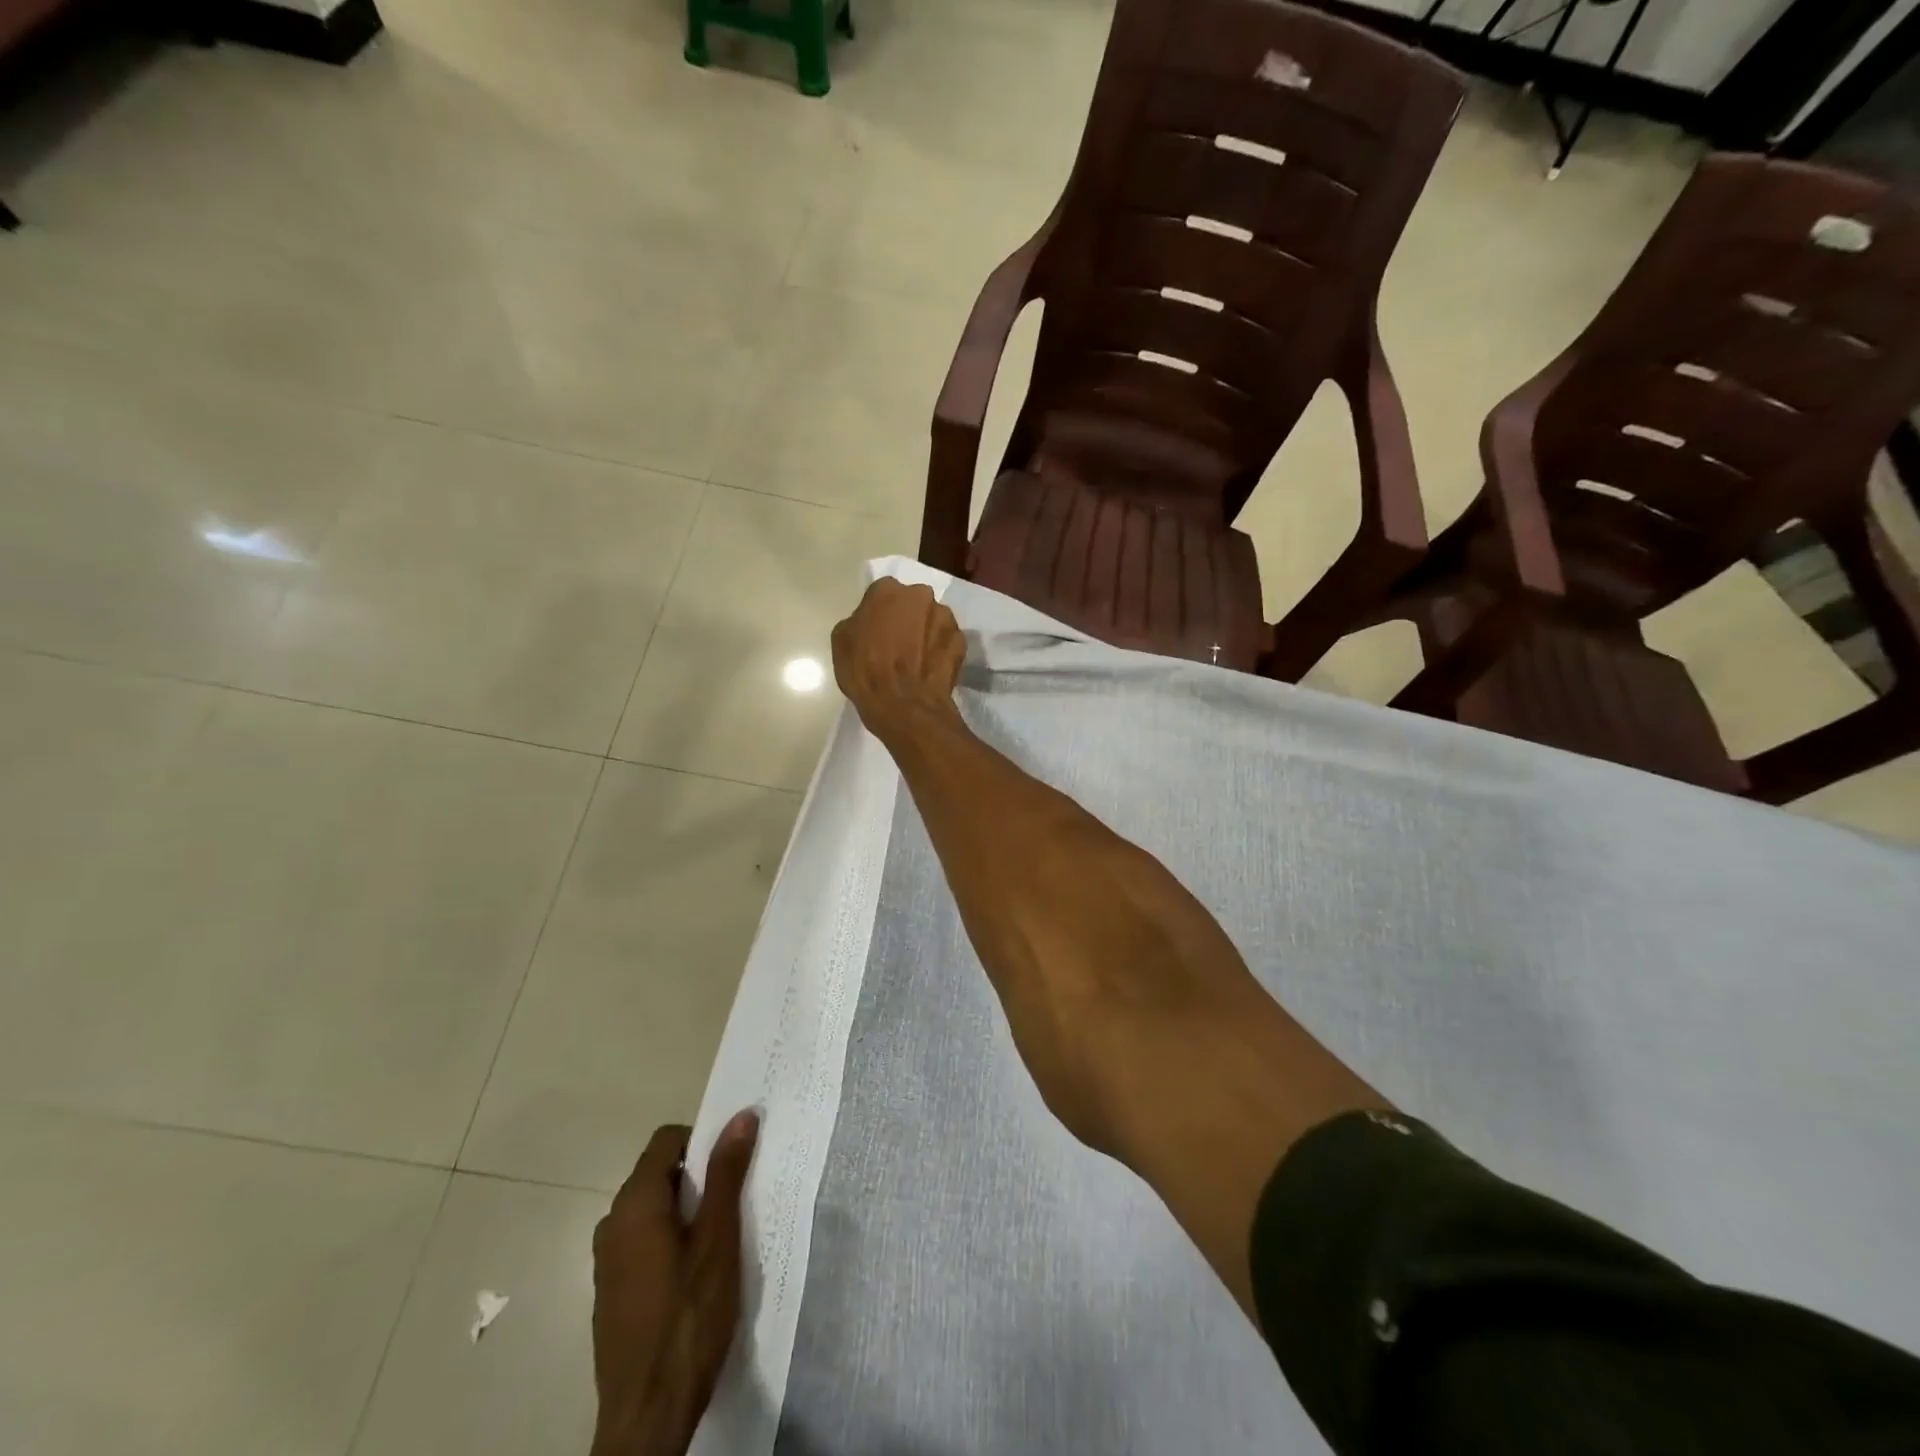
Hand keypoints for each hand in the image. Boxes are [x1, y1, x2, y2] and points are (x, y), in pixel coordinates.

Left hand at [590, 1111, 758, 1455]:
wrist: (647, 1417)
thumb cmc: (688, 1318)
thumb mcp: (719, 1239)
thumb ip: (726, 1173)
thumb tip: (741, 1116)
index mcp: (635, 1203)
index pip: (666, 1140)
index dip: (702, 1140)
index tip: (731, 1165)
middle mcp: (612, 1223)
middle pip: (658, 1173)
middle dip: (697, 1178)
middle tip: (734, 1203)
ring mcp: (606, 1261)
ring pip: (651, 1210)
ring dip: (685, 1211)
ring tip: (719, 1241)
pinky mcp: (610, 1292)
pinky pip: (641, 1242)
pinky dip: (669, 1240)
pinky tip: (694, 1276)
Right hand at [831, 578, 965, 741]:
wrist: (904, 706)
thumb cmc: (866, 672)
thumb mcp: (842, 642)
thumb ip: (858, 621)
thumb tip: (869, 622)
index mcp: (887, 590)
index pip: (881, 593)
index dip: (878, 613)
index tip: (876, 630)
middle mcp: (920, 595)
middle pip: (912, 602)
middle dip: (907, 617)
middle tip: (899, 643)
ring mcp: (944, 617)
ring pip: (933, 619)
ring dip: (926, 632)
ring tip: (917, 658)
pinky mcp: (961, 640)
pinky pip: (947, 641)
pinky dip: (940, 650)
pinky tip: (931, 668)